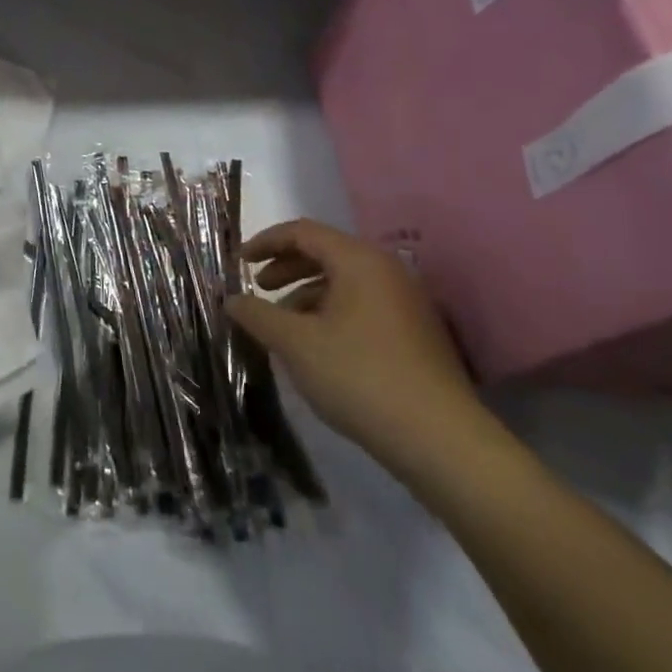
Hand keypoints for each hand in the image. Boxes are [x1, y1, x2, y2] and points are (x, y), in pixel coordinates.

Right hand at [224, 219, 482, 469]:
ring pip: (344, 282)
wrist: (440, 439)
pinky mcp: (415, 333)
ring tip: (282, 324)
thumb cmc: (359, 376)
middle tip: (258, 289)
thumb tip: (231, 300)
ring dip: (306, 294)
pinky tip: (315, 346)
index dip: (265, 242)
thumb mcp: (295, 343)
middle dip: (285, 268)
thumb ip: (257, 314)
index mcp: (359, 261)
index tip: (238, 262)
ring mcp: (406, 303)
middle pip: (325, 253)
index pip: (303, 232)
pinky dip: (330, 313)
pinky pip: (362, 306)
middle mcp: (387, 271)